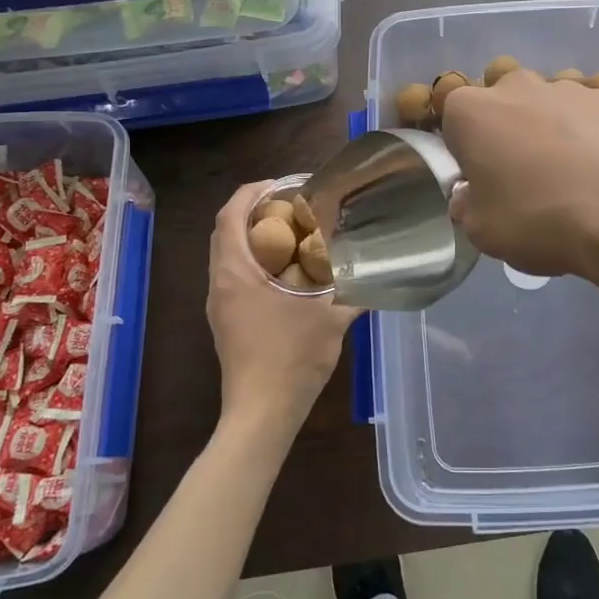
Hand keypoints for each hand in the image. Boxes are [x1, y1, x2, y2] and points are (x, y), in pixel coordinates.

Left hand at [207, 181, 361, 443]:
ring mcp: (219, 305)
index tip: (279, 184)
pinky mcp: (225, 323)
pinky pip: (233, 276)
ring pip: (228, 256)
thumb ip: (356, 289)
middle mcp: (220, 284)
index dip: (250, 192)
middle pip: (225, 232)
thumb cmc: (291, 359)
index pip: (229, 216)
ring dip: (252, 237)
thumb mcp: (331, 318)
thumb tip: (379, 268)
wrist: (261, 414)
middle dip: (252, 211)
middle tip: (289, 204)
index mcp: (236, 273)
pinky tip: (285, 272)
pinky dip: (253, 261)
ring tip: (290, 233)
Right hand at [440, 72, 598, 292]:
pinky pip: (596, 111)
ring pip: (551, 99)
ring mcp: (572, 86)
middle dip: (508, 125)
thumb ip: (468, 206)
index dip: (464, 147)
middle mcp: (518, 86)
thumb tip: (471, 195)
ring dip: (553, 124)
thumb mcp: (483, 232)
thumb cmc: (540, 219)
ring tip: (575, 171)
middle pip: (503, 96)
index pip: (452, 115)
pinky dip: (598, 131)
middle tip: (524, 171)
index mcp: (472, 112)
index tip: (480, 177)